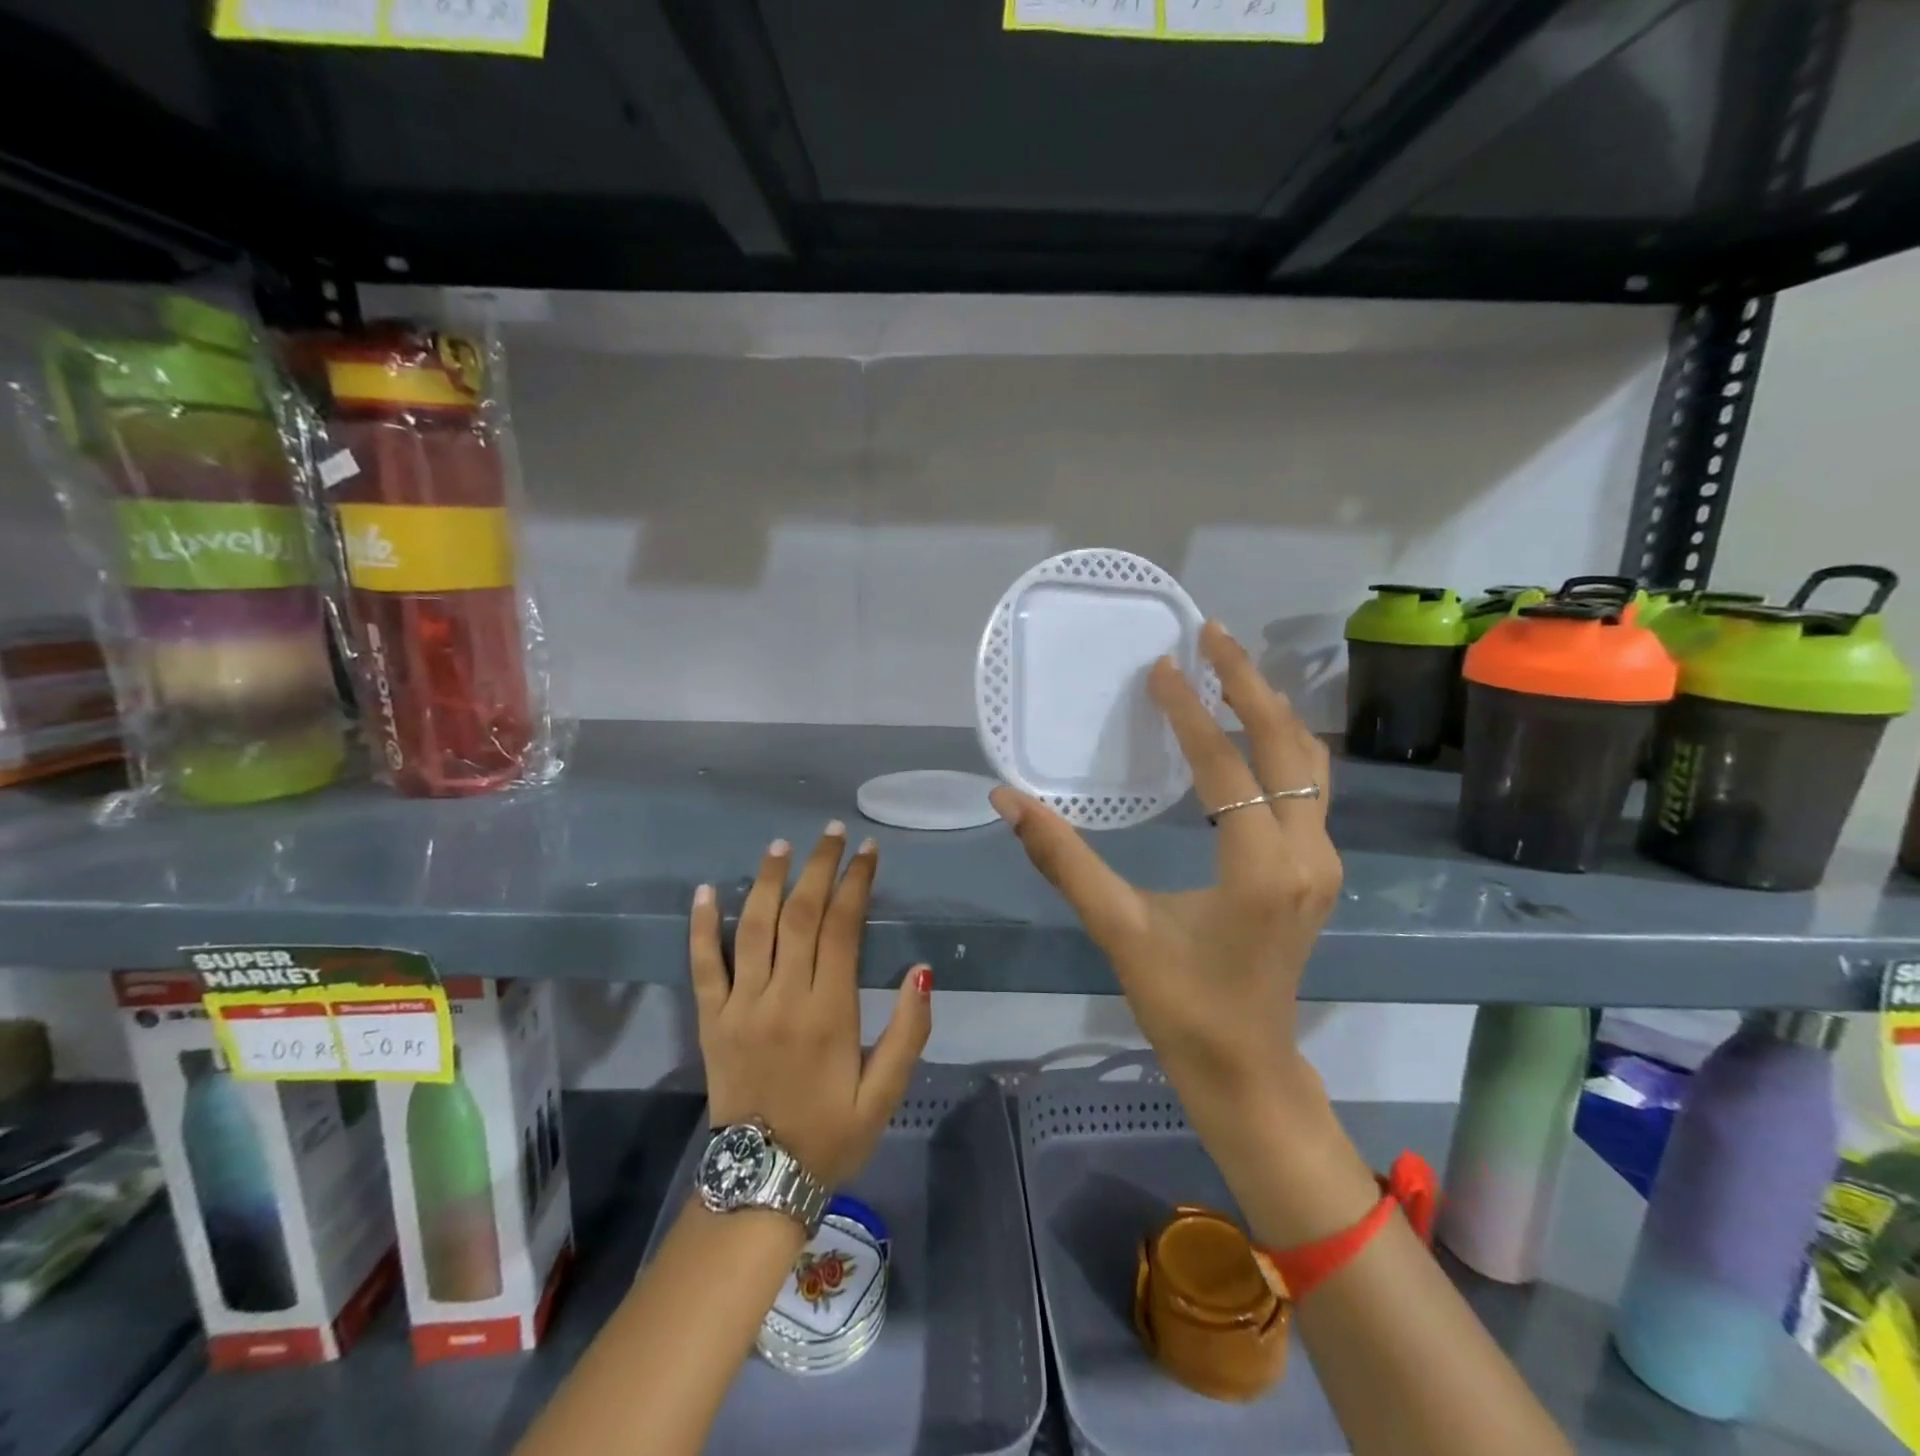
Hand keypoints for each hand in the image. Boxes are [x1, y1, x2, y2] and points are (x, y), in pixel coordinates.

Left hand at [688, 824, 932, 1188]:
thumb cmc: (831, 1134)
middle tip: (831, 833)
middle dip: (818, 868)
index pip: (842, 929)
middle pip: (799, 915)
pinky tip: (706, 890)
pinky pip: (702, 965)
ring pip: (753, 928)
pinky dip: (701, 926)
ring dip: (767, 881)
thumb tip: (921, 969)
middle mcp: (783, 998)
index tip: (868, 852)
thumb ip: (909, 1031)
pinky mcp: (711, 1020)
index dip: (856, 884)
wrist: (760, 1183)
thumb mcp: (886, 1093)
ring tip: (781, 845)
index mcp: (829, 1013)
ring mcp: (741, 1006)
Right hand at [989, 621, 1339, 1132]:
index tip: (1161, 666)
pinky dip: (1281, 745)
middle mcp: (1307, 854)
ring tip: (1231, 668)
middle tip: (1212, 634)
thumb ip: (1064, 859)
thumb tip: (1009, 800)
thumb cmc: (1182, 1005)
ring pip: (1310, 763)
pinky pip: (1310, 787)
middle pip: (1288, 745)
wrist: (1248, 1069)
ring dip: (1271, 710)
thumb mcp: (1118, 929)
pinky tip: (1251, 729)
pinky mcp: (1318, 870)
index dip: (1190, 713)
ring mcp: (1322, 862)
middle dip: (1249, 684)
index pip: (1226, 767)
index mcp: (1259, 868)